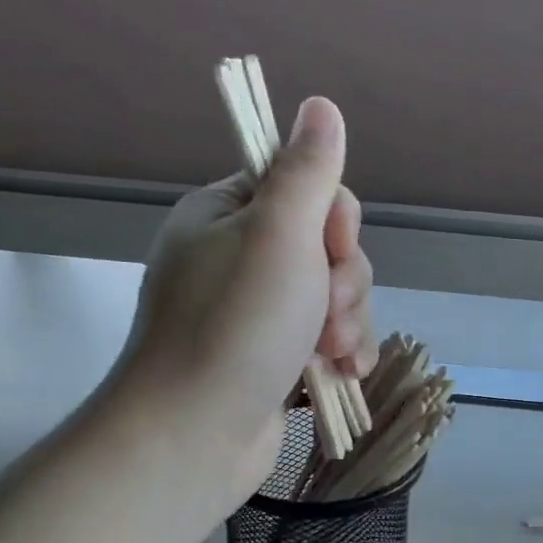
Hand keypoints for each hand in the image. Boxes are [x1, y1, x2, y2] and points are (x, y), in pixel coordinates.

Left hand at [120, 96, 375, 503]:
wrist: (196, 436)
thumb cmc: (237, 326)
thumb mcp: (280, 234)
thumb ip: (308, 171)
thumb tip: (320, 106)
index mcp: (226, 214)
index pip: (304, 189)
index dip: (334, 219)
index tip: (333, 248)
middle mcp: (239, 257)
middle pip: (327, 246)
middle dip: (344, 282)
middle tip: (326, 314)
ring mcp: (255, 312)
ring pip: (335, 296)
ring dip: (347, 322)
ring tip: (331, 355)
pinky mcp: (273, 356)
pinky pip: (326, 336)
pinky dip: (340, 352)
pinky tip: (341, 374)